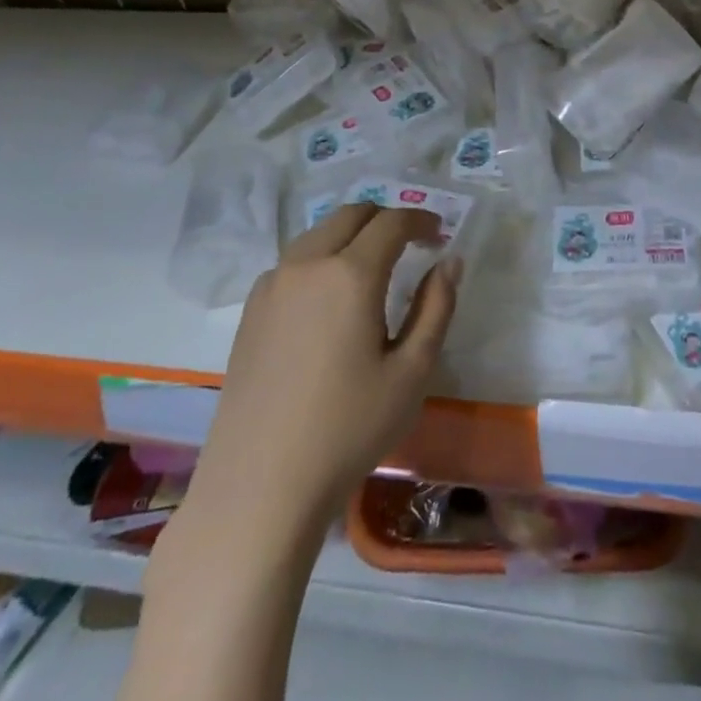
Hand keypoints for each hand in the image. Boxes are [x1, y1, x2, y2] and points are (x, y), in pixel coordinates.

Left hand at [186, 204, 458, 537]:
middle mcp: (307, 264)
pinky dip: (322, 257)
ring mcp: (272, 284)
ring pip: (318, 233)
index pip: (392, 222)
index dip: (421, 220)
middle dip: (386, 219)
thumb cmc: (348, 429)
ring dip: (352, 235)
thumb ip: (436, 307)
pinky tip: (331, 298)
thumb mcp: (412, 372)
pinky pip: (294, 261)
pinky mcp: (251, 310)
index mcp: (350, 273)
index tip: (440, 235)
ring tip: (374, 267)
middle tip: (412, 245)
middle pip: (351, 214)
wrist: (259, 486)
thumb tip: (450, 262)